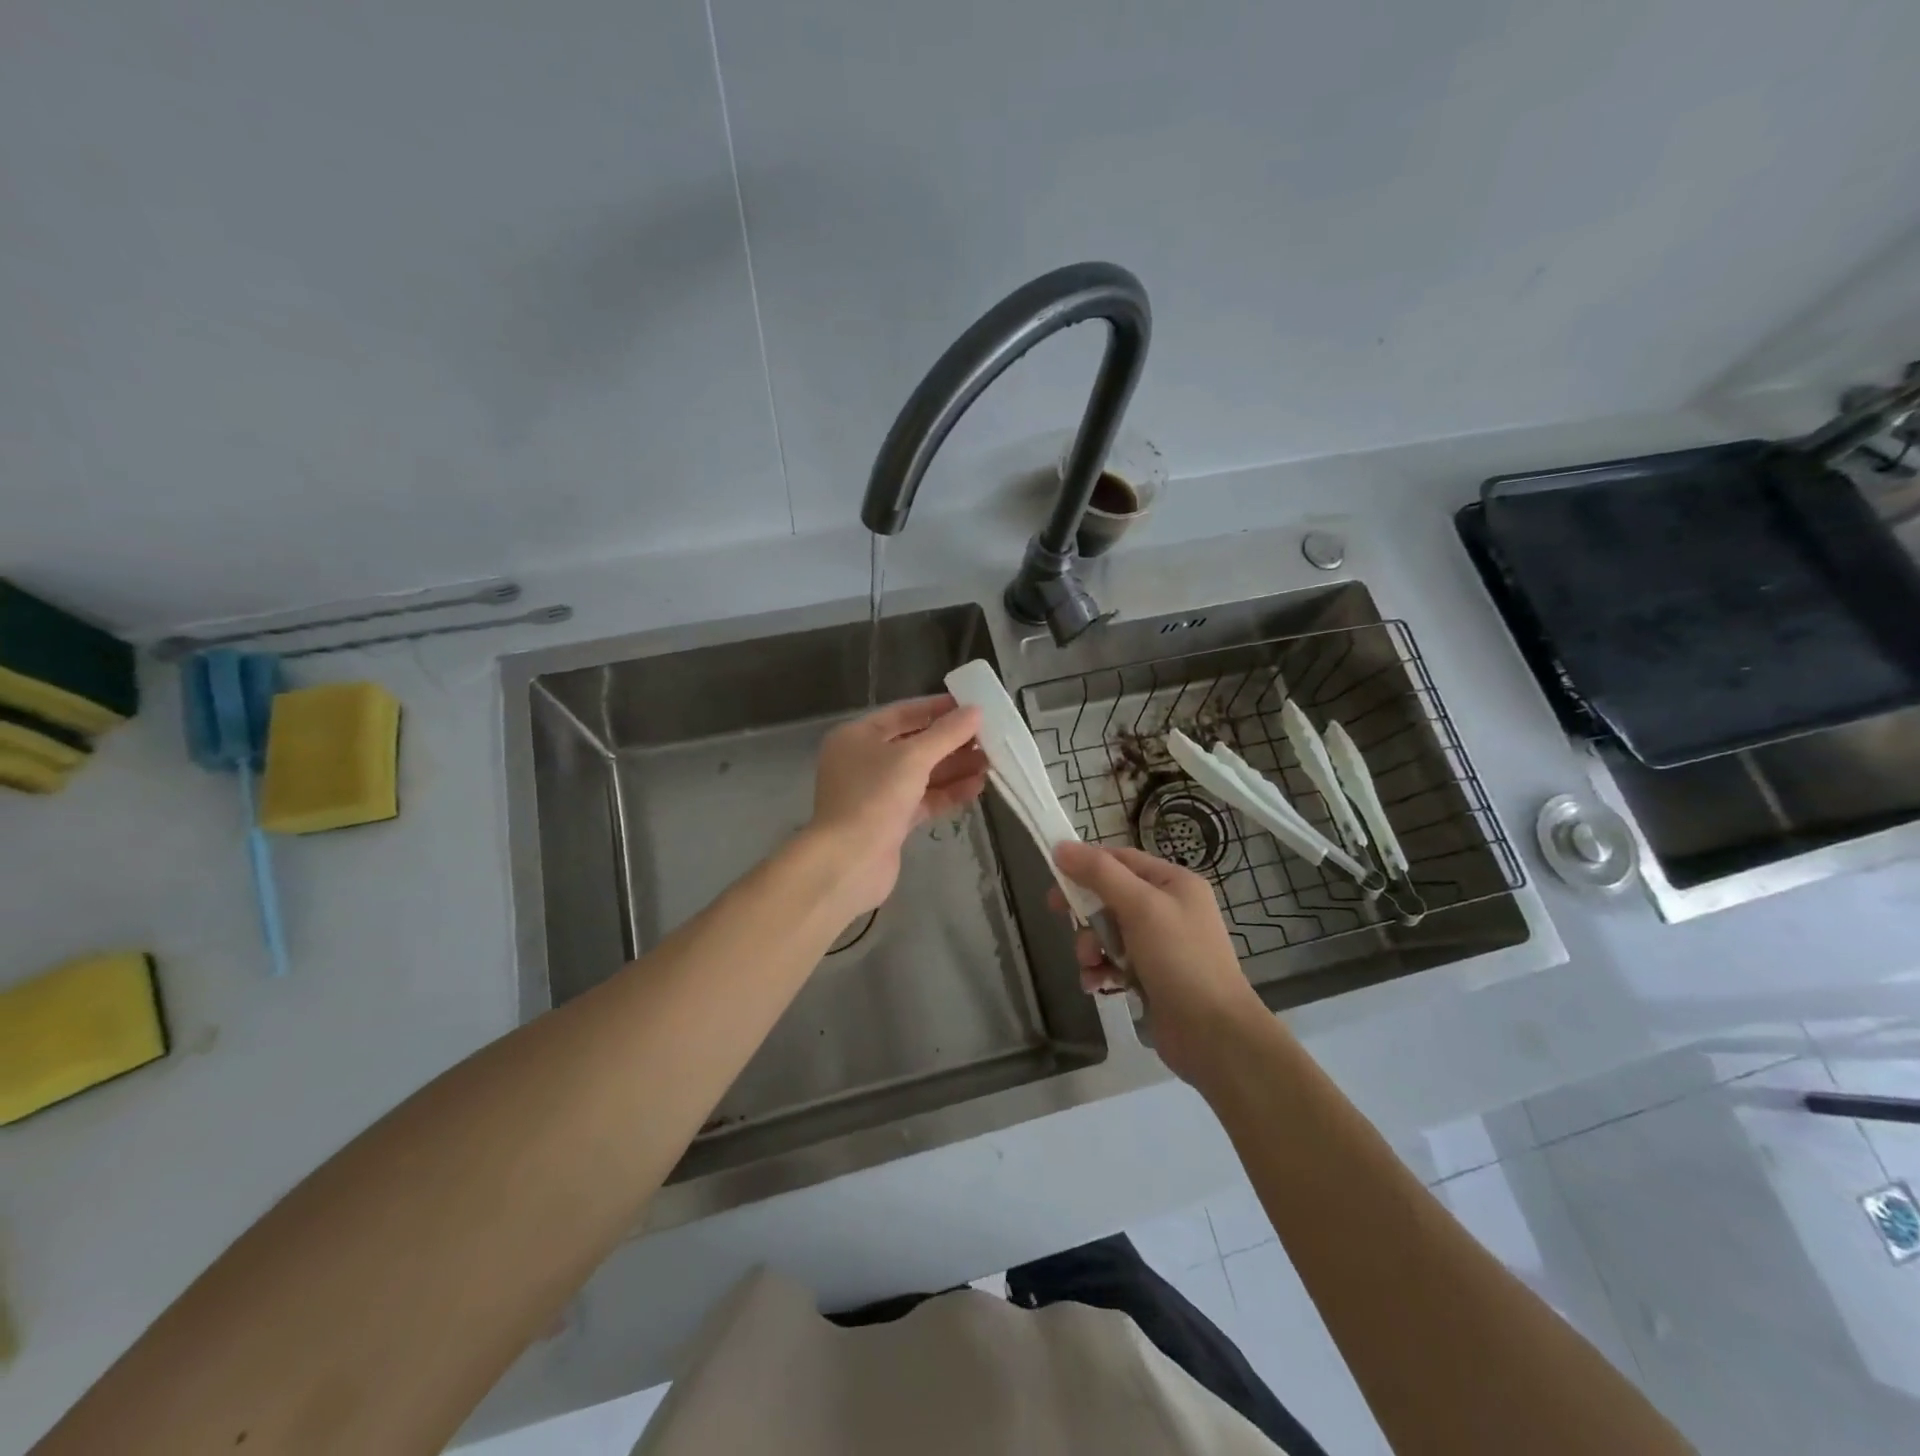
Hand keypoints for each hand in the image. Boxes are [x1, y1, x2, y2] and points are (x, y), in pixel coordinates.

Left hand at [808, 695, 986, 913]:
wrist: (849, 863)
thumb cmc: (874, 797)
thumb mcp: (913, 758)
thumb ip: (946, 734)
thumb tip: (976, 711)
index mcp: (857, 736)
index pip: (902, 713)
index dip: (937, 709)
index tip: (972, 707)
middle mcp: (863, 761)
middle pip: (914, 744)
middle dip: (951, 742)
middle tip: (988, 738)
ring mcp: (876, 793)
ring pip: (921, 774)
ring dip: (954, 767)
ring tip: (990, 762)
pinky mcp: (890, 821)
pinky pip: (923, 799)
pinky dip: (947, 792)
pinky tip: (976, 787)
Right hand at [1052, 842, 1272, 1087]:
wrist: (1214, 1035)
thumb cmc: (1180, 960)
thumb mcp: (1140, 907)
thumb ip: (1099, 874)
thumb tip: (1060, 847)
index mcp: (1173, 882)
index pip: (1120, 860)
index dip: (1086, 866)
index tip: (1055, 882)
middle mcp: (1168, 908)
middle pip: (1110, 897)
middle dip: (1087, 915)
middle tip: (1066, 924)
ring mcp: (1160, 945)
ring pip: (1108, 932)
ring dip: (1091, 947)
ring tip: (1091, 966)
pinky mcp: (1151, 976)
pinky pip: (1114, 962)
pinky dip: (1101, 970)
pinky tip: (1098, 985)